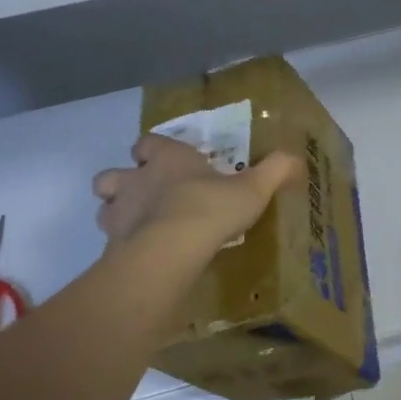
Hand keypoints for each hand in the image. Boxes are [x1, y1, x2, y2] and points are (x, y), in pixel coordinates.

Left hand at [93, 134, 297, 252]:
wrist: (171, 248)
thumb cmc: (211, 208)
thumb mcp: (253, 188)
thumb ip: (274, 170)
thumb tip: (295, 157)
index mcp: (168, 159)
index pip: (148, 143)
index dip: (153, 150)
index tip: (165, 160)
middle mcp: (136, 180)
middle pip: (112, 174)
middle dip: (123, 182)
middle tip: (145, 195)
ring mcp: (119, 213)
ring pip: (104, 207)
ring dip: (117, 213)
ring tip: (141, 227)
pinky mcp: (113, 245)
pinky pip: (111, 243)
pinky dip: (122, 247)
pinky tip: (143, 256)